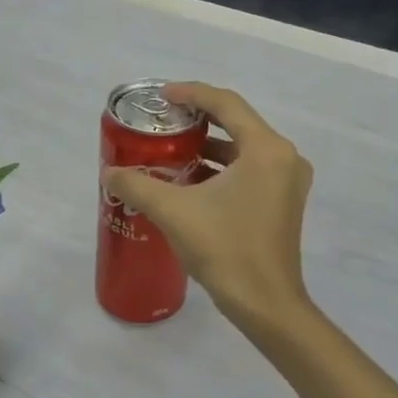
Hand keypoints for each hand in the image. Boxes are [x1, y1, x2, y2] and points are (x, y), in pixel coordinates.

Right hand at [102, 82, 314, 330]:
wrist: (265, 304)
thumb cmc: (225, 249)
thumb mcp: (173, 211)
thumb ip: (137, 185)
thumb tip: (109, 173)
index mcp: (266, 150)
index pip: (226, 104)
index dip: (191, 93)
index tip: (162, 97)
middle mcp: (284, 158)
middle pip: (237, 124)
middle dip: (198, 121)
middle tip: (163, 123)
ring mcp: (288, 183)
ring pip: (243, 151)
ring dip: (208, 148)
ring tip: (170, 152)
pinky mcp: (284, 204)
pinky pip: (250, 172)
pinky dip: (221, 170)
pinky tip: (190, 183)